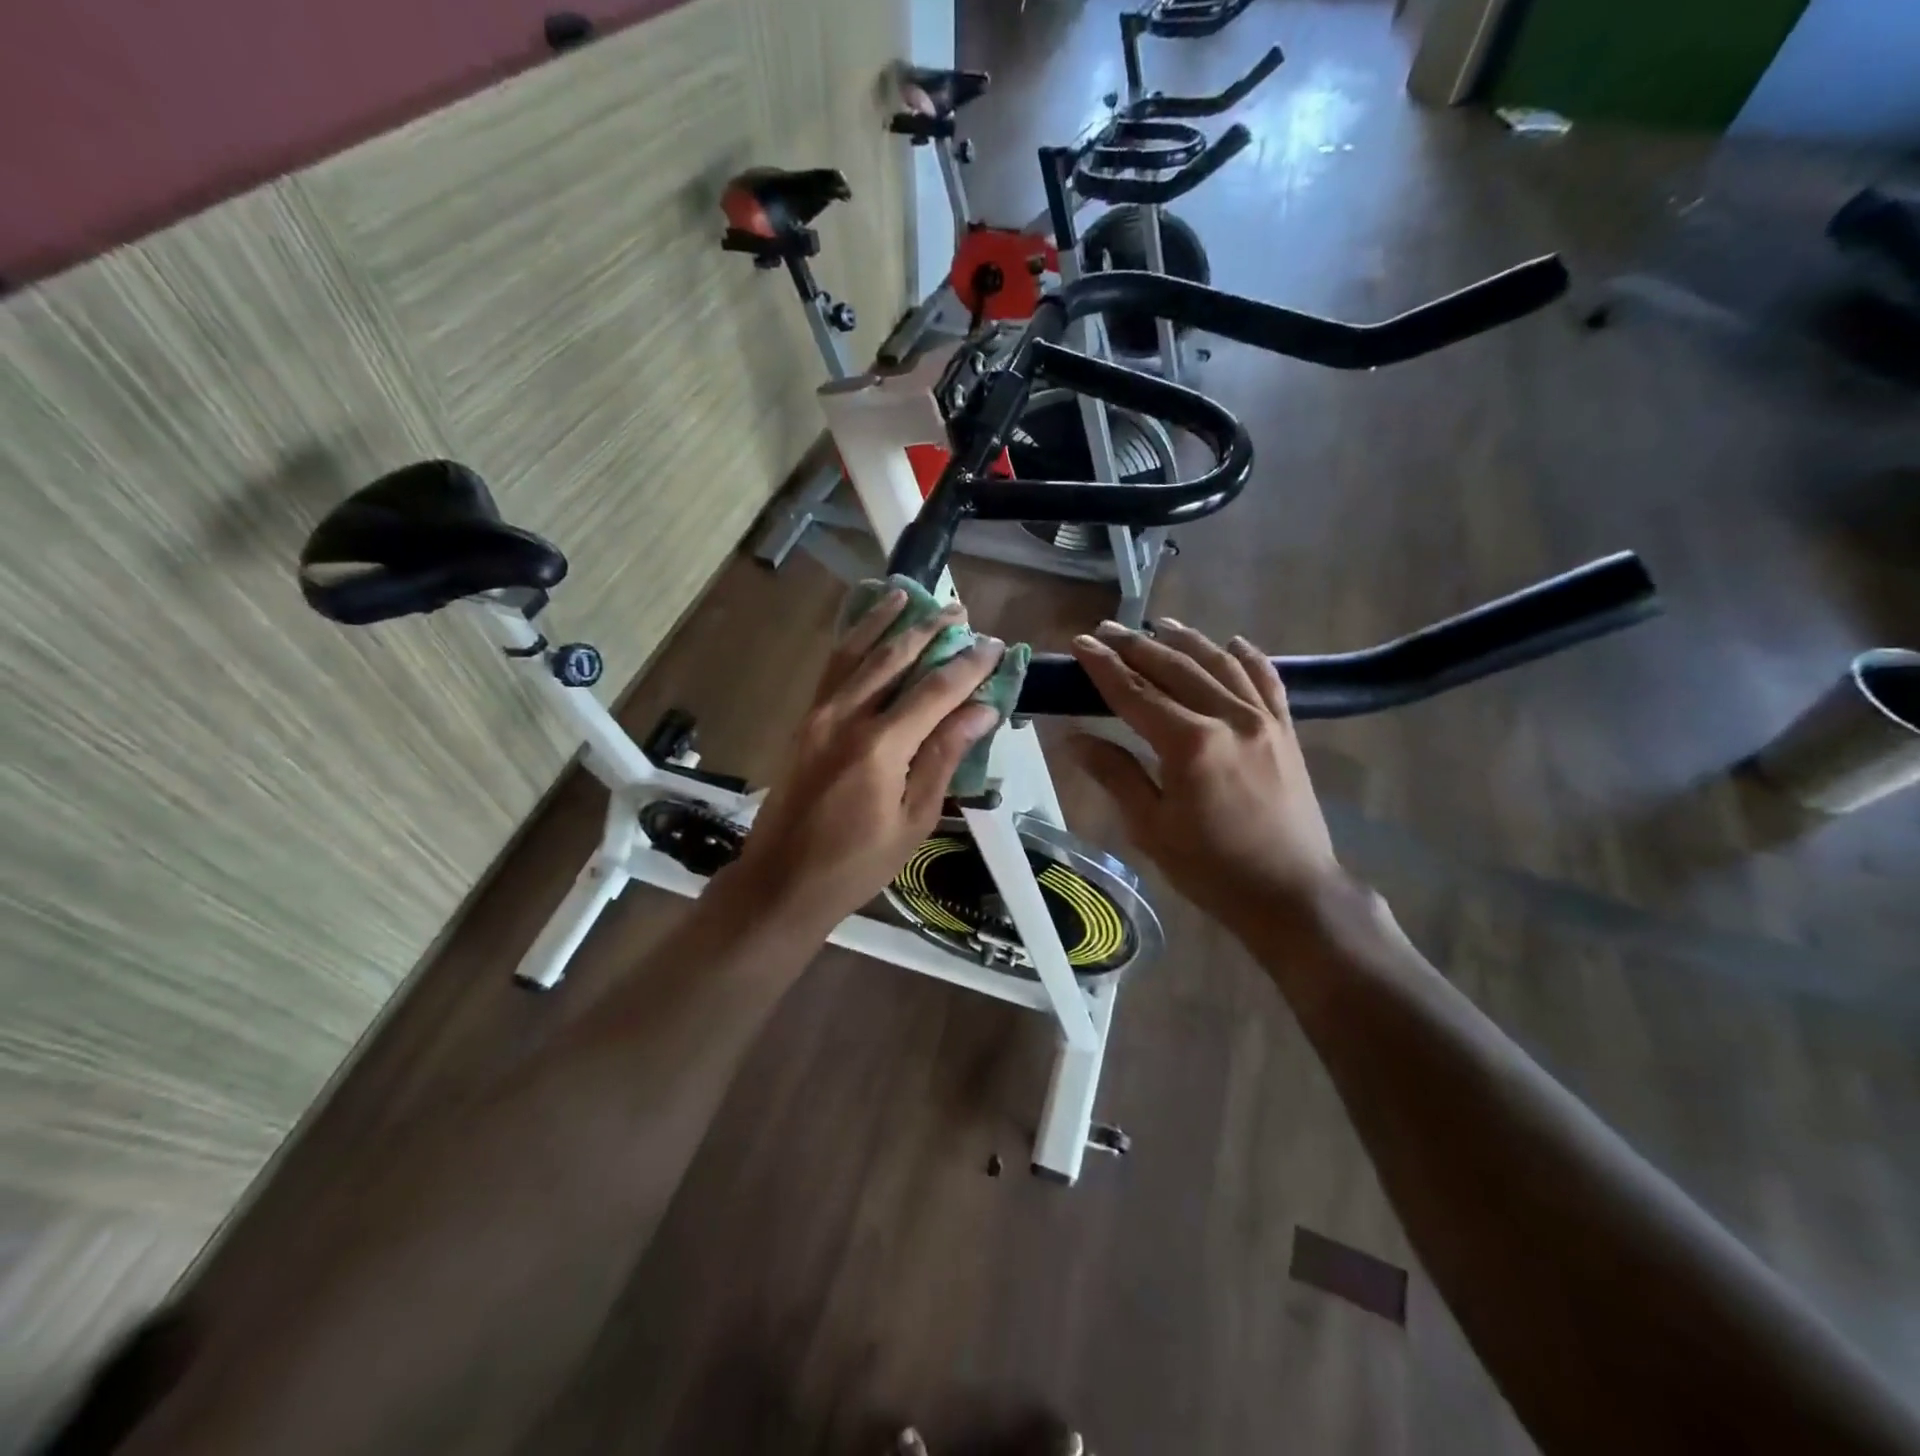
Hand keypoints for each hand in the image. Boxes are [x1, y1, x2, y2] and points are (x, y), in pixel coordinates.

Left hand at [727, 589, 1004, 932]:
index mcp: (880, 746)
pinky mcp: (805, 722)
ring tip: (908, 595)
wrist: (782, 882)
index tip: (996, 645)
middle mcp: (846, 716)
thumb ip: (945, 757)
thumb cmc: (857, 863)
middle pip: (893, 657)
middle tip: (959, 610)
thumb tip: (982, 711)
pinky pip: (831, 669)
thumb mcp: (915, 818)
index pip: (936, 690)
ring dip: (884, 621)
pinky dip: (851, 641)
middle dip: (929, 629)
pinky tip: (864, 628)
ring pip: (855, 652)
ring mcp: (819, 715)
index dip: (969, 665)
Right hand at [1068, 618, 1339, 934]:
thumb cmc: (1212, 869)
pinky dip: (1247, 657)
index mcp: (1190, 744)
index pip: (1136, 692)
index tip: (1080, 643)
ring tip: (1159, 624)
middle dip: (1136, 646)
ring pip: (1220, 664)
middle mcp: (1228, 718)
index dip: (1104, 666)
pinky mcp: (1286, 731)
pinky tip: (1232, 643)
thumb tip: (1073, 739)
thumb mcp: (1151, 827)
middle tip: (1107, 629)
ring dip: (1186, 641)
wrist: (1292, 894)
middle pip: (1175, 668)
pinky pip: (1266, 680)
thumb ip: (1115, 774)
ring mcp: (1264, 720)